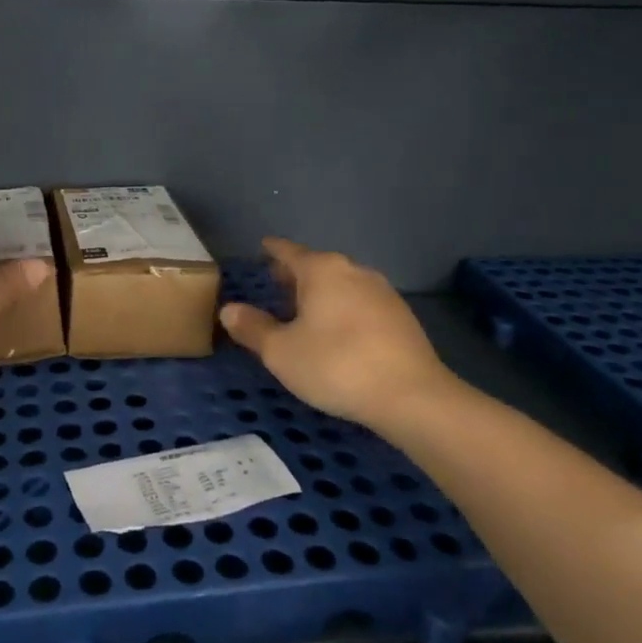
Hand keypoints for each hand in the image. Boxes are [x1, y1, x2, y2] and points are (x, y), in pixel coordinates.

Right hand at [220, 237, 461, 427]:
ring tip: (306, 311)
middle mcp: (353, 271)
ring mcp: (382, 292)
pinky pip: (361, 303)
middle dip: (296, 274)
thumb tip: (229, 310)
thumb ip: (253, 328)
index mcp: (321, 270)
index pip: (289, 251)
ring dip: (322, 293)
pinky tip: (339, 332)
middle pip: (317, 266)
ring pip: (342, 284)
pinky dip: (344, 309)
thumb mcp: (282, 352)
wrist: (412, 396)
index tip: (263, 247)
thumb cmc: (337, 365)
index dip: (273, 250)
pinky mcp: (401, 317)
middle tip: (277, 282)